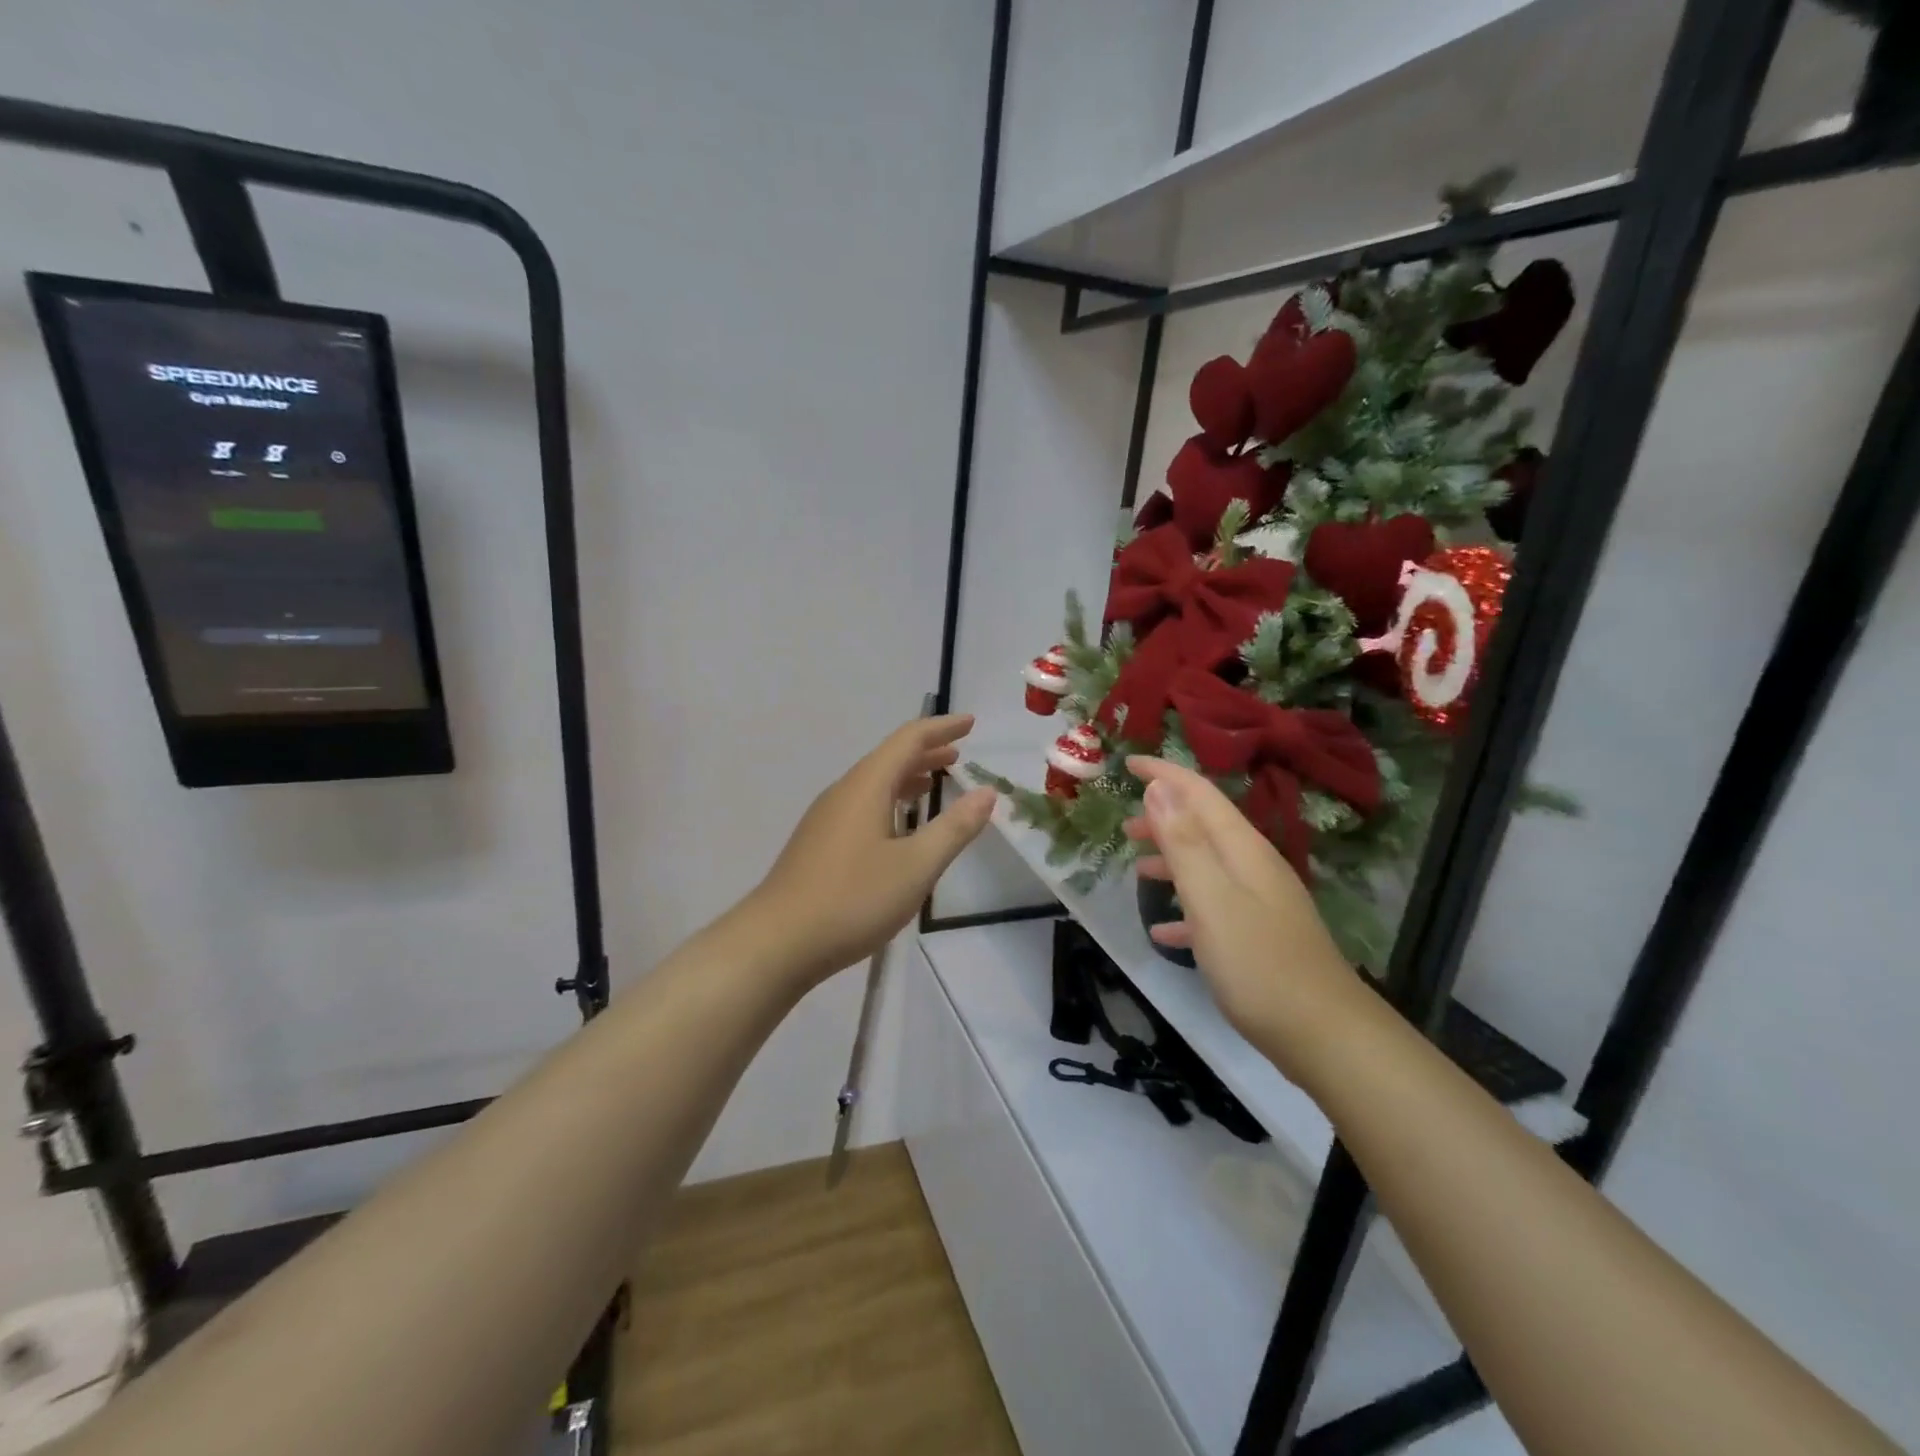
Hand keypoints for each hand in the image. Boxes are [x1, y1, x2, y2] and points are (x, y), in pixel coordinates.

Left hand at [750, 714, 996, 984]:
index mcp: (866, 786)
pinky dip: (889, 801)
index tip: (970, 723)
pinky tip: (898, 826)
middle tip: (958, 754)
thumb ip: (954, 828)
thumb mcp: (915, 866)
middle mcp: (843, 792)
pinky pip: (862, 805)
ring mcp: (826, 818)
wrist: (777, 942)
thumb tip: (987, 793)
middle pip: (889, 759)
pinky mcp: (818, 843)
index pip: (908, 740)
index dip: (942, 729)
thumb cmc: (852, 899)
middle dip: (926, 752)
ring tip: (934, 782)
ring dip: (907, 777)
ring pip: (873, 784)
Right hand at [1125, 758, 1365, 1080]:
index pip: (1199, 793)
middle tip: (1123, 826)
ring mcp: (1260, 902)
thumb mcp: (1211, 898)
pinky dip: (1185, 908)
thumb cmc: (1259, 963)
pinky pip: (1214, 907)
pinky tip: (1163, 931)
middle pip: (1204, 826)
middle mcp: (1253, 866)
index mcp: (1242, 849)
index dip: (1164, 774)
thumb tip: (1159, 787)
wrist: (1325, 1035)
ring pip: (1207, 865)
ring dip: (1171, 860)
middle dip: (1163, 818)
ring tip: (1136, 869)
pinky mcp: (1260, 936)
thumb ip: (1184, 842)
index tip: (1129, 762)